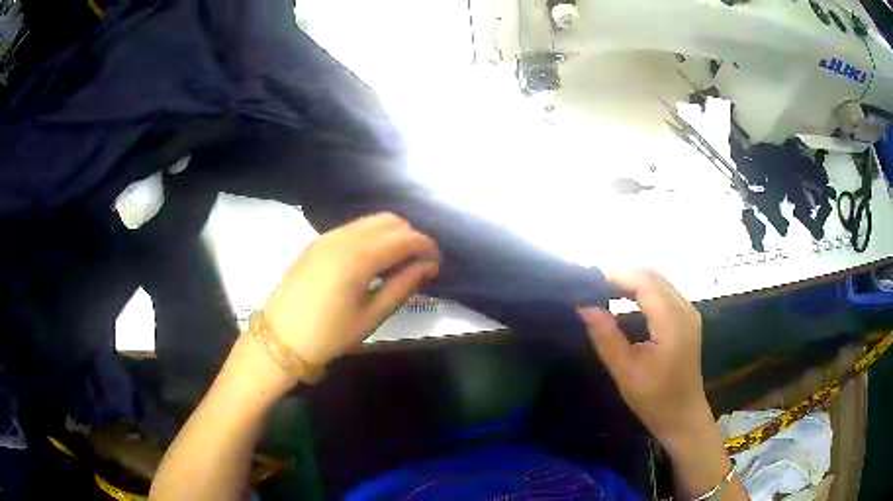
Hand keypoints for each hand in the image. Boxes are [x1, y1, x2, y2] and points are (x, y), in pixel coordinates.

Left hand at [263, 213, 439, 367]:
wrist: (280, 338)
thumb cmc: (329, 335)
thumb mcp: (371, 316)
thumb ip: (402, 286)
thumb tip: (429, 267)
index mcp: (358, 257)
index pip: (405, 238)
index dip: (427, 247)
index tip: (436, 265)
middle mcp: (343, 237)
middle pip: (390, 221)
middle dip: (410, 237)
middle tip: (418, 264)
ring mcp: (326, 236)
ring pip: (370, 221)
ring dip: (390, 235)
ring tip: (397, 263)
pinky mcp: (316, 242)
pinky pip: (352, 228)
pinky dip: (370, 236)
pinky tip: (371, 261)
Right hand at [577, 269, 709, 447]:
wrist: (683, 417)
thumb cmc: (655, 399)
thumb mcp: (625, 371)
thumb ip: (606, 336)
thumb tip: (584, 307)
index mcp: (672, 321)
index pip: (644, 281)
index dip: (615, 275)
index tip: (586, 282)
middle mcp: (684, 308)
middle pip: (652, 276)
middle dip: (621, 275)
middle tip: (591, 287)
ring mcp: (688, 312)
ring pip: (657, 281)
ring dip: (631, 282)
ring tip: (603, 292)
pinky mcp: (686, 318)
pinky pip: (662, 292)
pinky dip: (641, 291)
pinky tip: (624, 302)